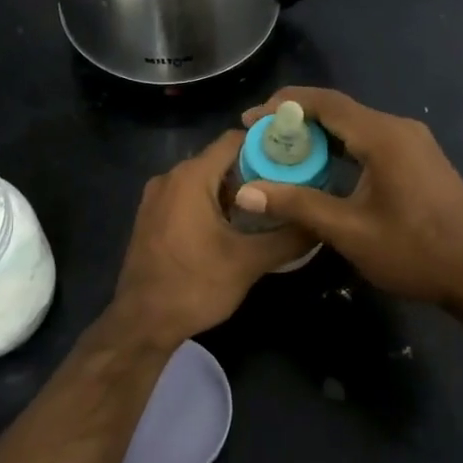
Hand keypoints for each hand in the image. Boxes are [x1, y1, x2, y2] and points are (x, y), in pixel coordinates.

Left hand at [109, 131, 314, 347]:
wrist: (142, 323)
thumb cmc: (194, 286)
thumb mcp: (249, 262)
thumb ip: (289, 237)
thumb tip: (321, 222)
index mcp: (190, 177)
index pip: (235, 139)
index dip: (268, 145)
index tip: (297, 159)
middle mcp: (170, 177)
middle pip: (221, 159)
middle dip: (256, 171)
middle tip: (291, 187)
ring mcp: (157, 197)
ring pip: (206, 180)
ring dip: (236, 190)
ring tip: (271, 208)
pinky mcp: (153, 217)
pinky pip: (189, 197)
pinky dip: (214, 203)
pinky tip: (237, 227)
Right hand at [234, 87, 462, 309]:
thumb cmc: (415, 252)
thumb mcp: (349, 231)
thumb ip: (296, 205)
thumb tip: (245, 193)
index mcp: (384, 137)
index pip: (325, 102)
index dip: (283, 106)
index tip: (250, 119)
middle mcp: (399, 128)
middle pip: (339, 109)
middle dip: (296, 119)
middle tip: (261, 137)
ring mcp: (413, 141)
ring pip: (355, 124)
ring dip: (318, 133)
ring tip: (283, 151)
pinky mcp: (419, 157)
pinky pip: (371, 138)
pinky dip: (341, 145)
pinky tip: (322, 165)